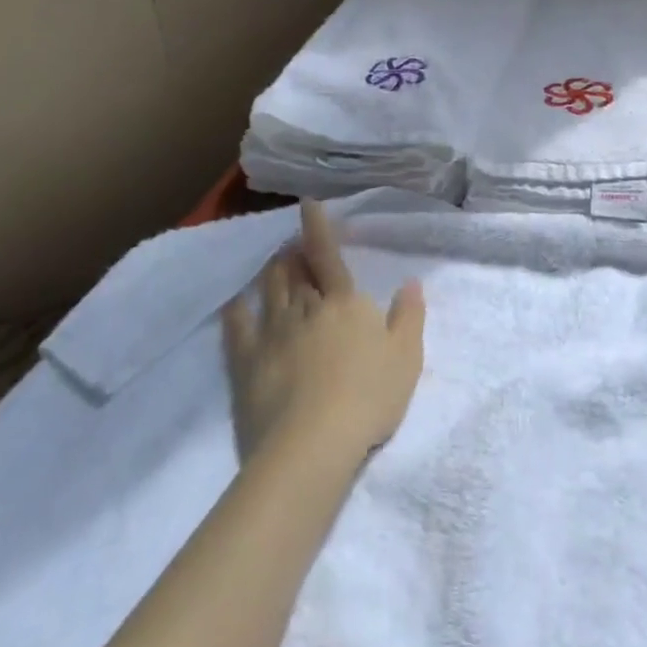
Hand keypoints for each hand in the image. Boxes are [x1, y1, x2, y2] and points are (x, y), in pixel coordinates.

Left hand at [221, 201, 426, 461]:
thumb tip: (411, 283)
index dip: (317, 227)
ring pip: (269, 290)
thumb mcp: (406, 357)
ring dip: (272, 272)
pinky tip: (235, 302)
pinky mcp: (247, 361)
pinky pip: (238, 327)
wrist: (314, 442)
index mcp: (343, 303)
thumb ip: (409, 316)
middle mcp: (304, 307)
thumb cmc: (369, 396)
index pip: (328, 255)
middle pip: (295, 271)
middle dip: (293, 254)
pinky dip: (237, 310)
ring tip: (273, 264)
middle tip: (293, 246)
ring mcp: (272, 332)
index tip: (307, 203)